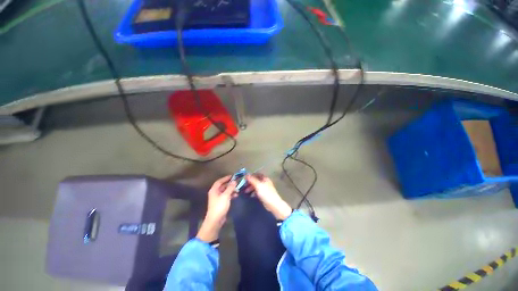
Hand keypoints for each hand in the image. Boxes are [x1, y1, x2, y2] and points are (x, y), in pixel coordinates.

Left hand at [197, 176, 236, 242]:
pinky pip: (227, 196)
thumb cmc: (219, 206)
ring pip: (225, 191)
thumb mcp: (226, 196)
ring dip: (231, 190)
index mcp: (214, 190)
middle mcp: (215, 193)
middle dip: (230, 184)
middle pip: (223, 186)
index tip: (232, 176)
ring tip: (238, 189)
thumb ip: (230, 188)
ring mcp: (218, 198)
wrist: (215, 220)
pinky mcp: (221, 203)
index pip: (219, 181)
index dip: (226, 178)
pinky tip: (236, 195)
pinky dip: (231, 195)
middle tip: (237, 182)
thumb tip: (234, 181)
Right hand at [245, 174, 291, 219]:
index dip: (251, 176)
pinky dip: (253, 192)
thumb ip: (252, 180)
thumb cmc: (266, 193)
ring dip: (250, 188)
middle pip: (256, 181)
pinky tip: (250, 195)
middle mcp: (265, 182)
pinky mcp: (264, 195)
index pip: (257, 174)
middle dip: (250, 183)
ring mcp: (264, 189)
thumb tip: (246, 174)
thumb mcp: (258, 185)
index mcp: (265, 179)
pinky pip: (257, 192)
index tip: (245, 179)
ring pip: (256, 186)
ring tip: (245, 192)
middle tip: (244, 186)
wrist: (273, 204)